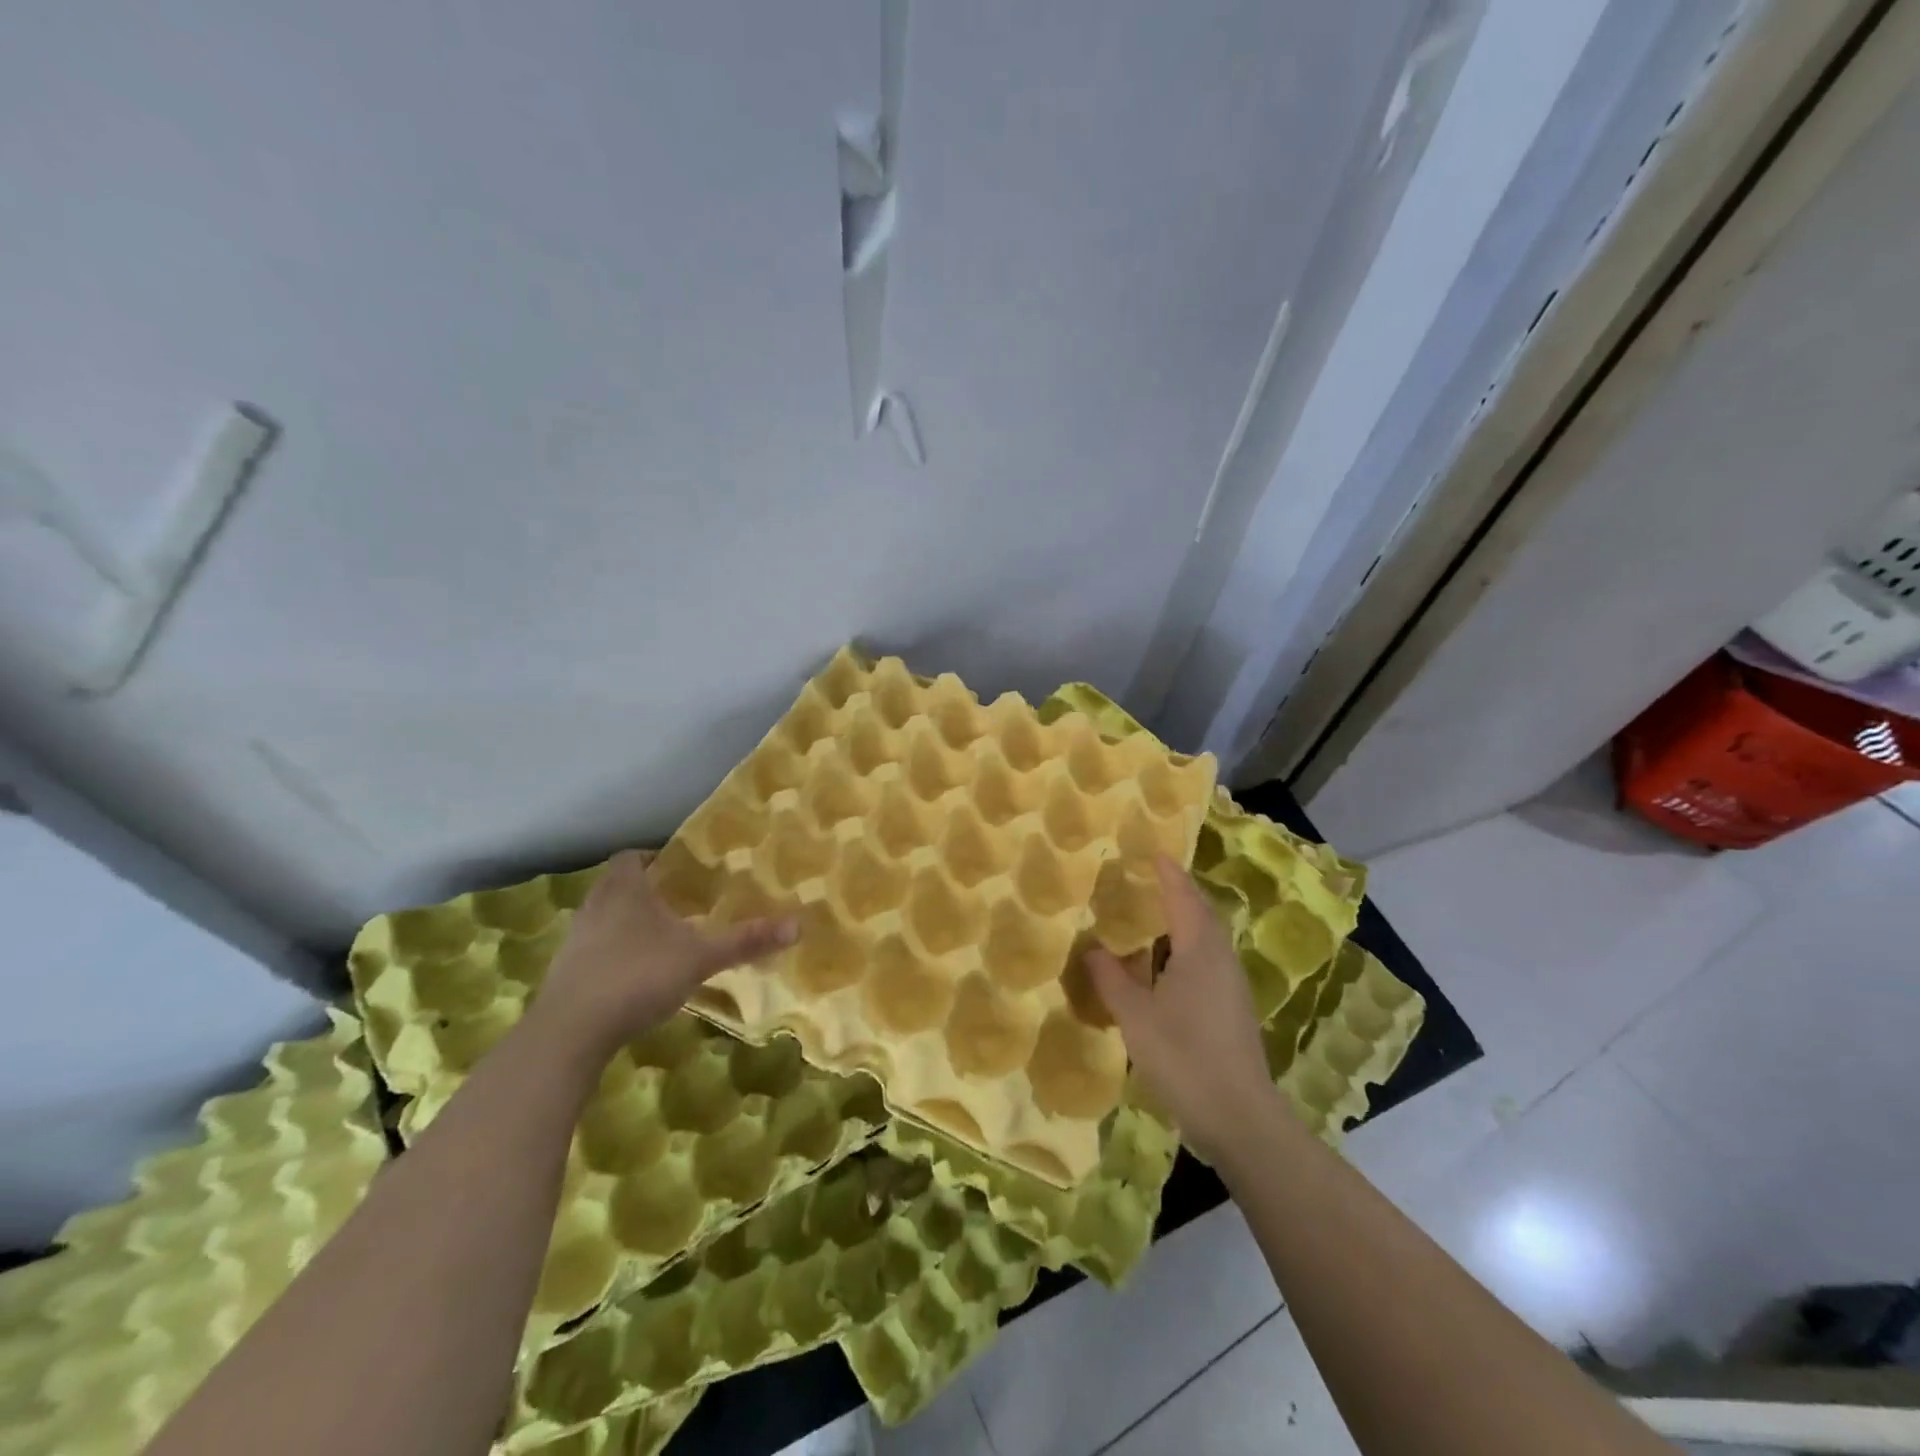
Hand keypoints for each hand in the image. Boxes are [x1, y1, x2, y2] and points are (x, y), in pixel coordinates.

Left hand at [534, 850, 797, 1055]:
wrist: (569, 1033)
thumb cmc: (637, 976)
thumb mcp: (700, 957)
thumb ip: (746, 941)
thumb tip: (798, 924)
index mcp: (624, 889)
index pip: (631, 856)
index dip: (654, 858)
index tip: (680, 870)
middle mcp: (595, 906)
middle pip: (617, 886)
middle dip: (646, 891)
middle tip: (680, 903)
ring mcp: (575, 941)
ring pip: (604, 919)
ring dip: (629, 924)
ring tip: (663, 939)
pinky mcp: (565, 975)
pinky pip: (594, 951)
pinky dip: (614, 955)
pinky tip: (637, 976)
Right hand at [1086, 856, 1277, 1162]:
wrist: (1239, 1117)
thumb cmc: (1183, 1056)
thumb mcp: (1135, 1016)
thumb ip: (1111, 978)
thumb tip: (1092, 947)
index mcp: (1199, 950)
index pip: (1182, 897)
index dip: (1168, 873)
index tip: (1154, 851)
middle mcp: (1220, 959)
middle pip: (1200, 913)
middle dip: (1178, 893)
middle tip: (1150, 879)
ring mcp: (1231, 985)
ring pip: (1206, 939)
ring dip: (1182, 922)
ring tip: (1152, 917)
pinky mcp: (1232, 1009)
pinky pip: (1207, 961)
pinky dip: (1185, 949)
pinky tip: (1166, 966)